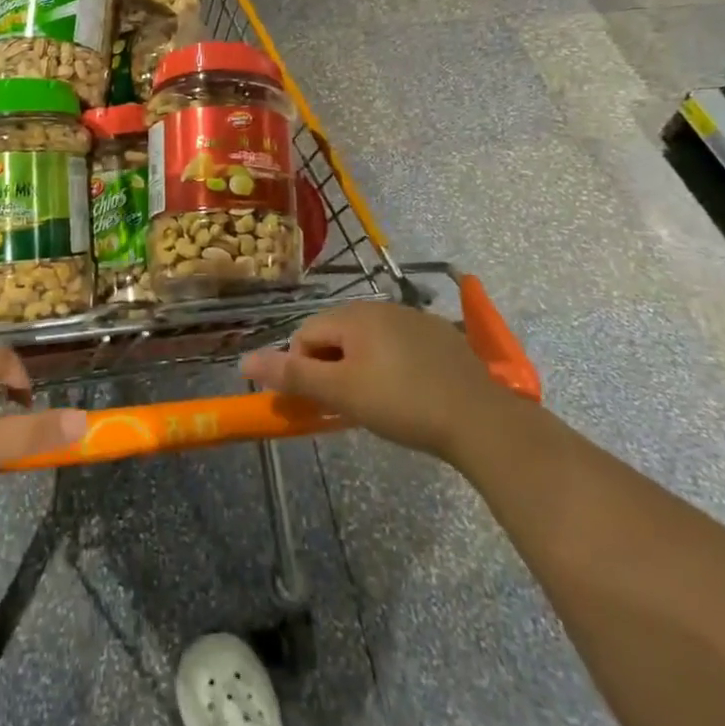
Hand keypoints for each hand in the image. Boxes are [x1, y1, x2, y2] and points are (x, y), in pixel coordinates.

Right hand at [240, 303, 500, 460]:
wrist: (480, 419)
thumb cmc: (401, 403)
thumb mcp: (341, 392)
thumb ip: (292, 374)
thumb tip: (244, 360)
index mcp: (353, 314)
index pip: (306, 333)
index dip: (303, 368)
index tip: (320, 402)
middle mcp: (380, 306)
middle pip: (337, 334)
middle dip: (332, 367)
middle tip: (347, 405)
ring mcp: (414, 318)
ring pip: (369, 340)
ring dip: (361, 366)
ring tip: (378, 403)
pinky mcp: (441, 335)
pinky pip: (399, 345)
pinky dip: (392, 365)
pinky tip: (409, 394)